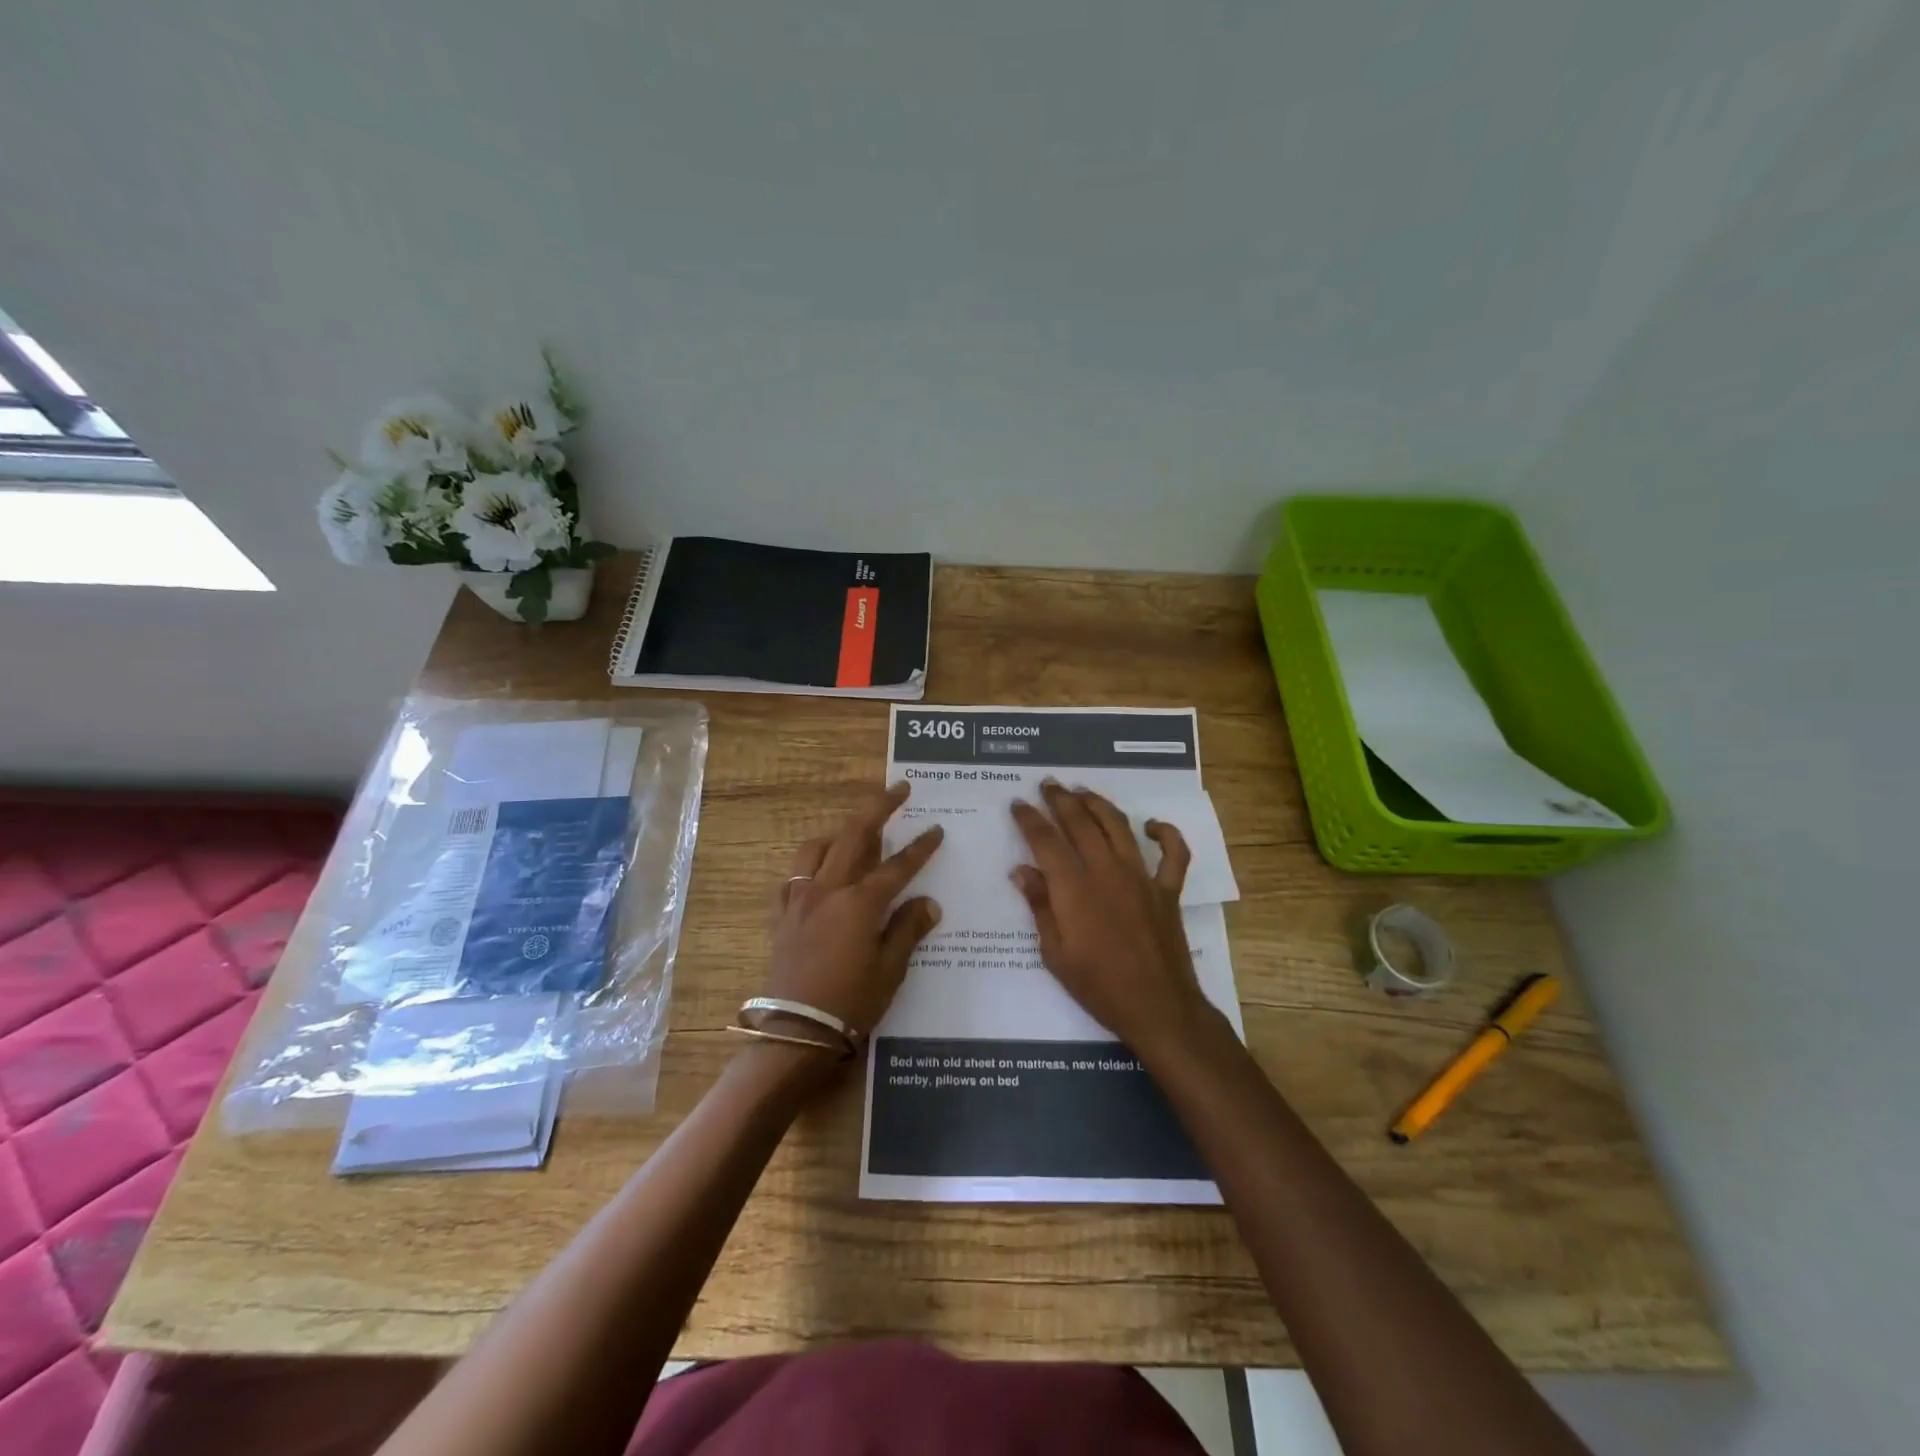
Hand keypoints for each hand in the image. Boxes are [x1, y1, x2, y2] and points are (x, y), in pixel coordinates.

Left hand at [764, 782, 943, 1039]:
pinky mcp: (781, 915)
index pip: (897, 866)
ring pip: (817, 848)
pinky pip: (792, 877)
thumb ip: (908, 929)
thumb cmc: (851, 1003)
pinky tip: (818, 872)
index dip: (920, 847)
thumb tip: (928, 902)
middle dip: (879, 808)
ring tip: (856, 831)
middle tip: (899, 790)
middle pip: (855, 835)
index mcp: (859, 903)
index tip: (935, 830)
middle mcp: (828, 890)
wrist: (796, 1032)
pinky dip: (808, 866)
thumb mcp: (890, 970)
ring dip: (840, 832)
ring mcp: (800, 900)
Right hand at [1010, 781, 1210, 1060]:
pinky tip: (1152, 826)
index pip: (1045, 841)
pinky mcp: (1168, 890)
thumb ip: (1040, 907)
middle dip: (1060, 800)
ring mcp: (1141, 877)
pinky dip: (1165, 834)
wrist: (1158, 1008)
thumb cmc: (1099, 986)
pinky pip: (1173, 854)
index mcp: (1074, 888)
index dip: (1029, 819)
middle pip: (1080, 822)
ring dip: (1098, 803)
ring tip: (1082, 791)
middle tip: (1048, 784)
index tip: (1018, 804)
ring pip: (1118, 826)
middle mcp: (1107, 871)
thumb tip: (1021, 871)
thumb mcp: (1055, 954)